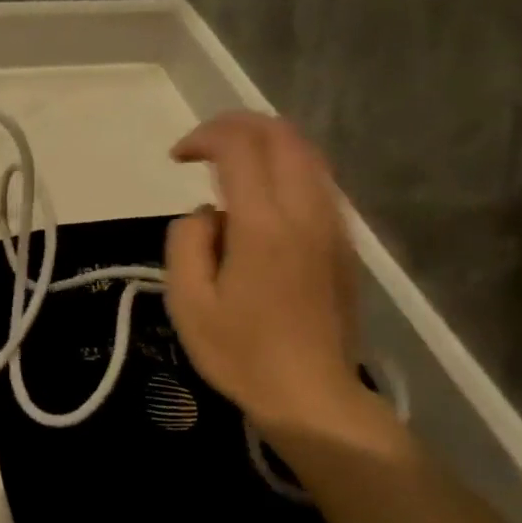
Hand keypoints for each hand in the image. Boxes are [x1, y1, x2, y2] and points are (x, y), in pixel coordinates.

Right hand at [163, 113, 367, 432]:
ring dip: (265, 143)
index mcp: (264, 225)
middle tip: (201, 147)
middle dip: (237, 126)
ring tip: (228, 164)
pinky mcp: (344, 242)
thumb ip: (187, 242)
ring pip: (307, 153)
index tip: (177, 158)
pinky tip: (261, 195)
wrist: (312, 396)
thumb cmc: (241, 354)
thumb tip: (208, 213)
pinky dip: (286, 167)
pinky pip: (318, 181)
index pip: (240, 147)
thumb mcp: (187, 302)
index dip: (205, 137)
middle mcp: (306, 212)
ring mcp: (332, 225)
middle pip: (281, 135)